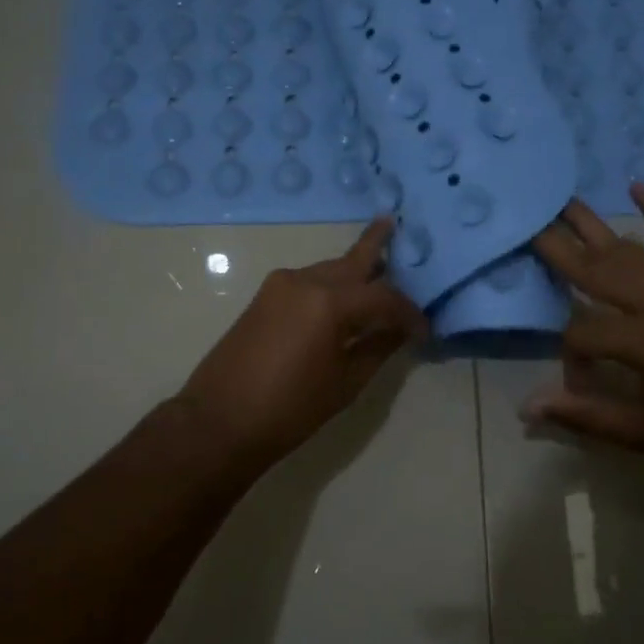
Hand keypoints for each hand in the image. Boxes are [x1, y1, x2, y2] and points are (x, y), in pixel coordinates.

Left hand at [177, 218, 426, 467]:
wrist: (219, 421)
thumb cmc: (290, 409)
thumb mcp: (345, 383)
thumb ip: (378, 348)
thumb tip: (401, 330)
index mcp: (329, 302)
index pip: (384, 297)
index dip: (408, 313)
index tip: (424, 330)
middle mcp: (305, 281)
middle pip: (352, 261)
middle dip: (376, 245)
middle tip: (394, 223)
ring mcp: (280, 285)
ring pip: (329, 269)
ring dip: (354, 271)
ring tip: (379, 270)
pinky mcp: (264, 297)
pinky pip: (309, 281)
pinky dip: (331, 285)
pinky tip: (344, 299)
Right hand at [526, 183, 643, 452]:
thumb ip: (585, 417)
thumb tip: (528, 407)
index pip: (581, 333)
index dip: (569, 355)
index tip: (576, 377)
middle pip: (594, 269)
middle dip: (556, 248)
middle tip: (525, 223)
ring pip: (626, 247)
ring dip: (591, 223)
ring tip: (559, 201)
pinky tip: (636, 185)